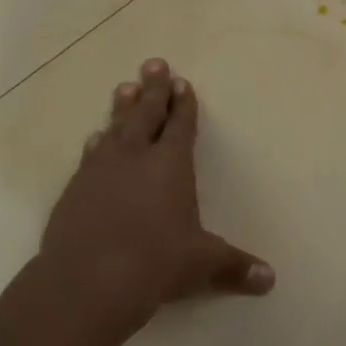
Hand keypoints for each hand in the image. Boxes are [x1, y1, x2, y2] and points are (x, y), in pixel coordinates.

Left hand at [36, 59, 272, 342]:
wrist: (87, 282)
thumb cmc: (156, 263)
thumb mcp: (202, 263)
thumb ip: (235, 267)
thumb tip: (270, 280)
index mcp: (171, 165)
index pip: (180, 125)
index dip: (183, 104)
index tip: (182, 82)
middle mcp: (135, 158)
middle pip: (145, 115)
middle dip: (152, 89)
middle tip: (153, 63)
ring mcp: (100, 171)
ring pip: (114, 129)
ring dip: (122, 109)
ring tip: (124, 88)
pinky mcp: (74, 190)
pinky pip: (89, 156)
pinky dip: (96, 143)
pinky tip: (94, 138)